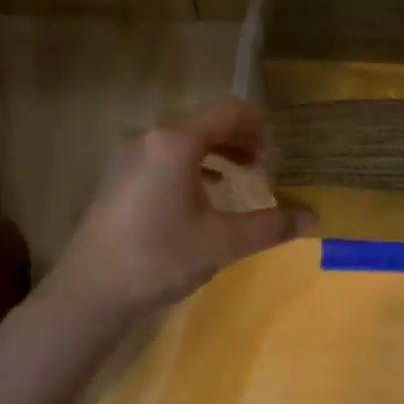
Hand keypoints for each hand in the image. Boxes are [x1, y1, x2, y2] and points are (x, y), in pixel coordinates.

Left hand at [46, 98, 314, 321]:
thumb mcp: (224, 242)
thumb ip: (271, 225)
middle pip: (207, 122)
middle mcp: (151, 138)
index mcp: (177, 142)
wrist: (90, 292)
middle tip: (263, 170)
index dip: (260, 129)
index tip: (275, 160)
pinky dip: (193, 166)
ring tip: (239, 180)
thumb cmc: (161, 258)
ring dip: (218, 153)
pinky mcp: (120, 178)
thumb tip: (312, 218)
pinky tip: (204, 195)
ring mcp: (130, 157)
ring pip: (185, 140)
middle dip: (241, 141)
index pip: (230, 111)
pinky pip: (166, 157)